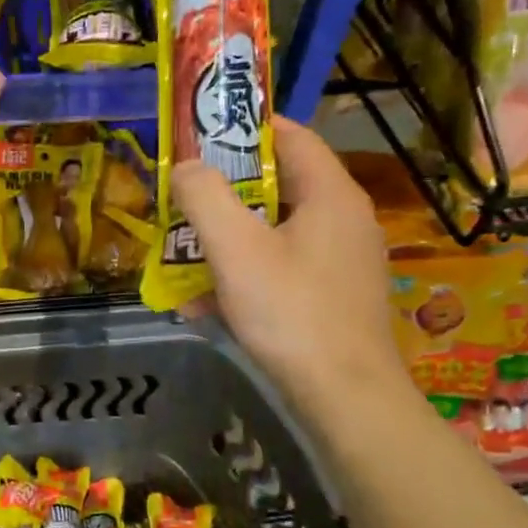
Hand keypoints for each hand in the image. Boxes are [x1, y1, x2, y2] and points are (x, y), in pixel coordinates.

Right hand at [171, 116, 407, 405]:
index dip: (244, 129)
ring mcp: (341, 261)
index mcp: (330, 194)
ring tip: (182, 257)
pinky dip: (244, 277)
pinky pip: (281, 270)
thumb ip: (204, 198)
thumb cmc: (291, 312)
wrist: (345, 398)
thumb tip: (185, 166)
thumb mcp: (236, 249)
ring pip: (274, 233)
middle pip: (278, 186)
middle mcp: (343, 219)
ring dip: (227, 241)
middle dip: (224, 194)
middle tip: (181, 201)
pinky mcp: (333, 296)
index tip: (199, 137)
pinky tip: (205, 306)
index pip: (290, 136)